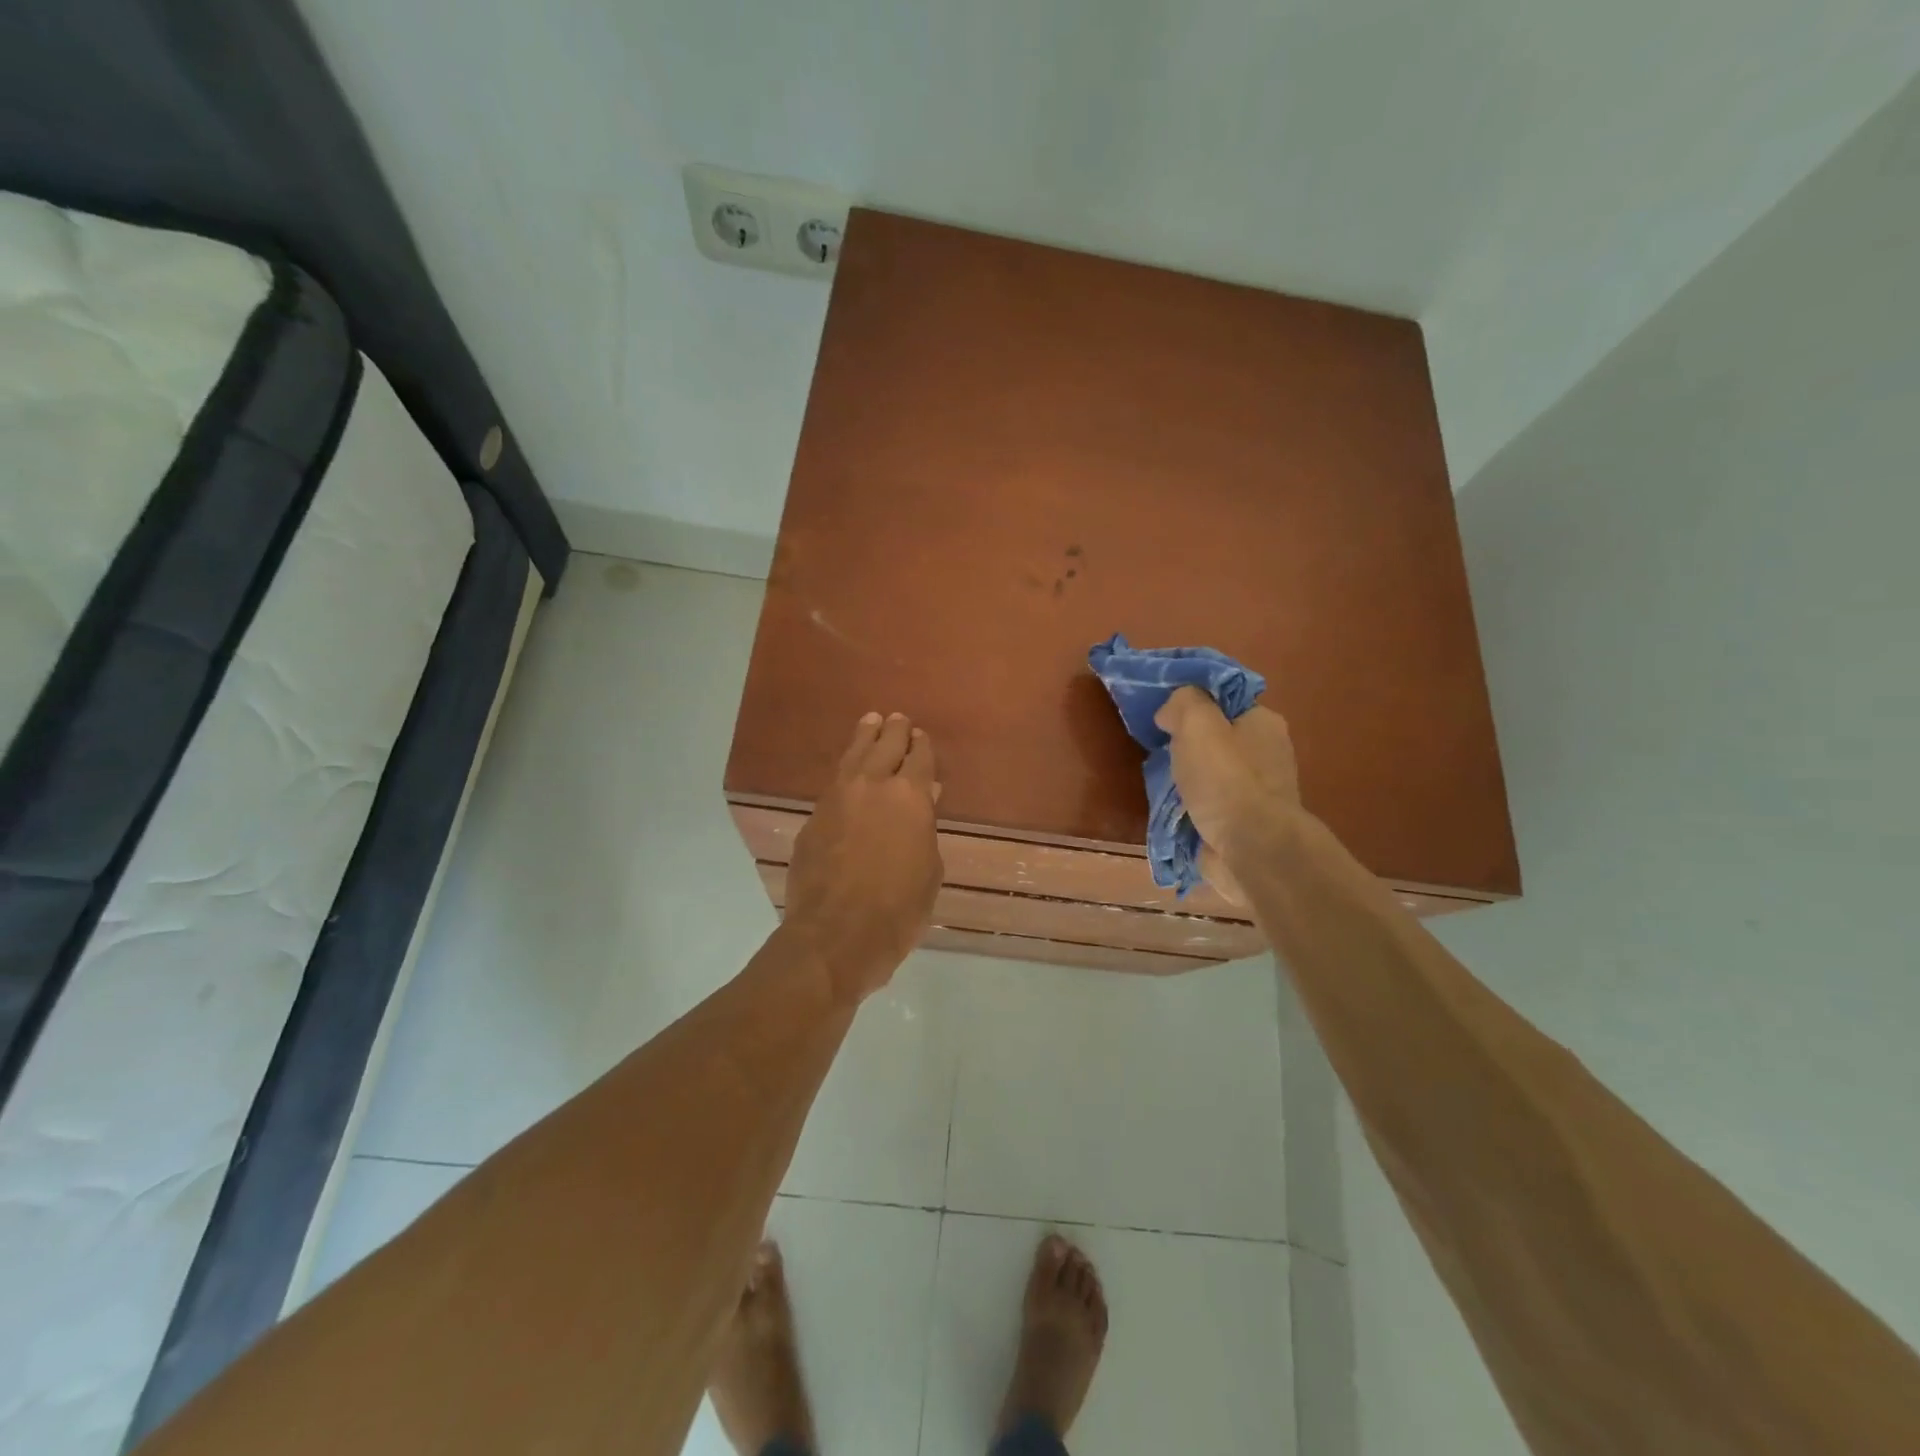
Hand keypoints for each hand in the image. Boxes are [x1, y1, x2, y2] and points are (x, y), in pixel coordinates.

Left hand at [782, 712, 943, 1001]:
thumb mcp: (929, 870)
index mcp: (910, 796)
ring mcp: (838, 797)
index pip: (920, 757)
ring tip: (871, 721)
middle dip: (895, 730)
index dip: (922, 746)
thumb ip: (925, 828)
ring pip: (854, 754)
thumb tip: (925, 799)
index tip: (922, 737)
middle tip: (898, 720)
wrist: (836, 934)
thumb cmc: (898, 909)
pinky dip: (846, 767)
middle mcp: (873, 785)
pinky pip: (834, 780)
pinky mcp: (814, 816)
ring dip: (865, 736)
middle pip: (885, 744)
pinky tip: (849, 768)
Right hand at [1154, 686, 1300, 899]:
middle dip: (1185, 745)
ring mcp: (1255, 793)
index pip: (1226, 702)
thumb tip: (1169, 713)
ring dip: (1184, 779)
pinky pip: (1207, 805)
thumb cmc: (1225, 779)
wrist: (1249, 849)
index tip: (1165, 713)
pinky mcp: (1242, 824)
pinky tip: (1169, 810)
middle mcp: (1266, 755)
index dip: (1195, 704)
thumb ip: (1182, 702)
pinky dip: (1188, 807)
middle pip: (1216, 739)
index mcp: (1263, 723)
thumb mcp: (1197, 723)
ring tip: (1157, 782)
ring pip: (1208, 774)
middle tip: (1158, 748)